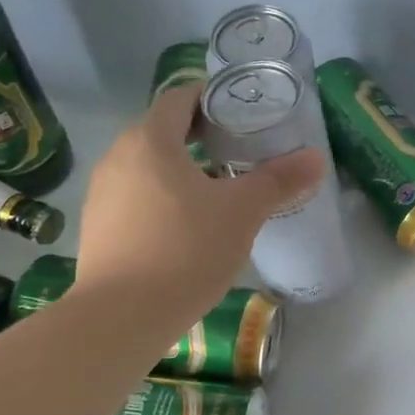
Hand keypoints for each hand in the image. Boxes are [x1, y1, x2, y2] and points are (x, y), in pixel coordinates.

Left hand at [74, 82, 324, 325]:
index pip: (179, 98)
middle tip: (240, 151)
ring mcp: (102, 194)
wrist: (121, 316)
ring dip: (181, 171)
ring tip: (217, 191)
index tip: (241, 112)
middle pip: (162, 132)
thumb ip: (278, 181)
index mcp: (150, 140)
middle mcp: (118, 157)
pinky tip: (186, 229)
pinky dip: (162, 200)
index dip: (211, 98)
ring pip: (148, 168)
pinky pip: (135, 199)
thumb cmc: (185, 249)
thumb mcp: (241, 212)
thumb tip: (317, 158)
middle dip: (201, 137)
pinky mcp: (98, 228)